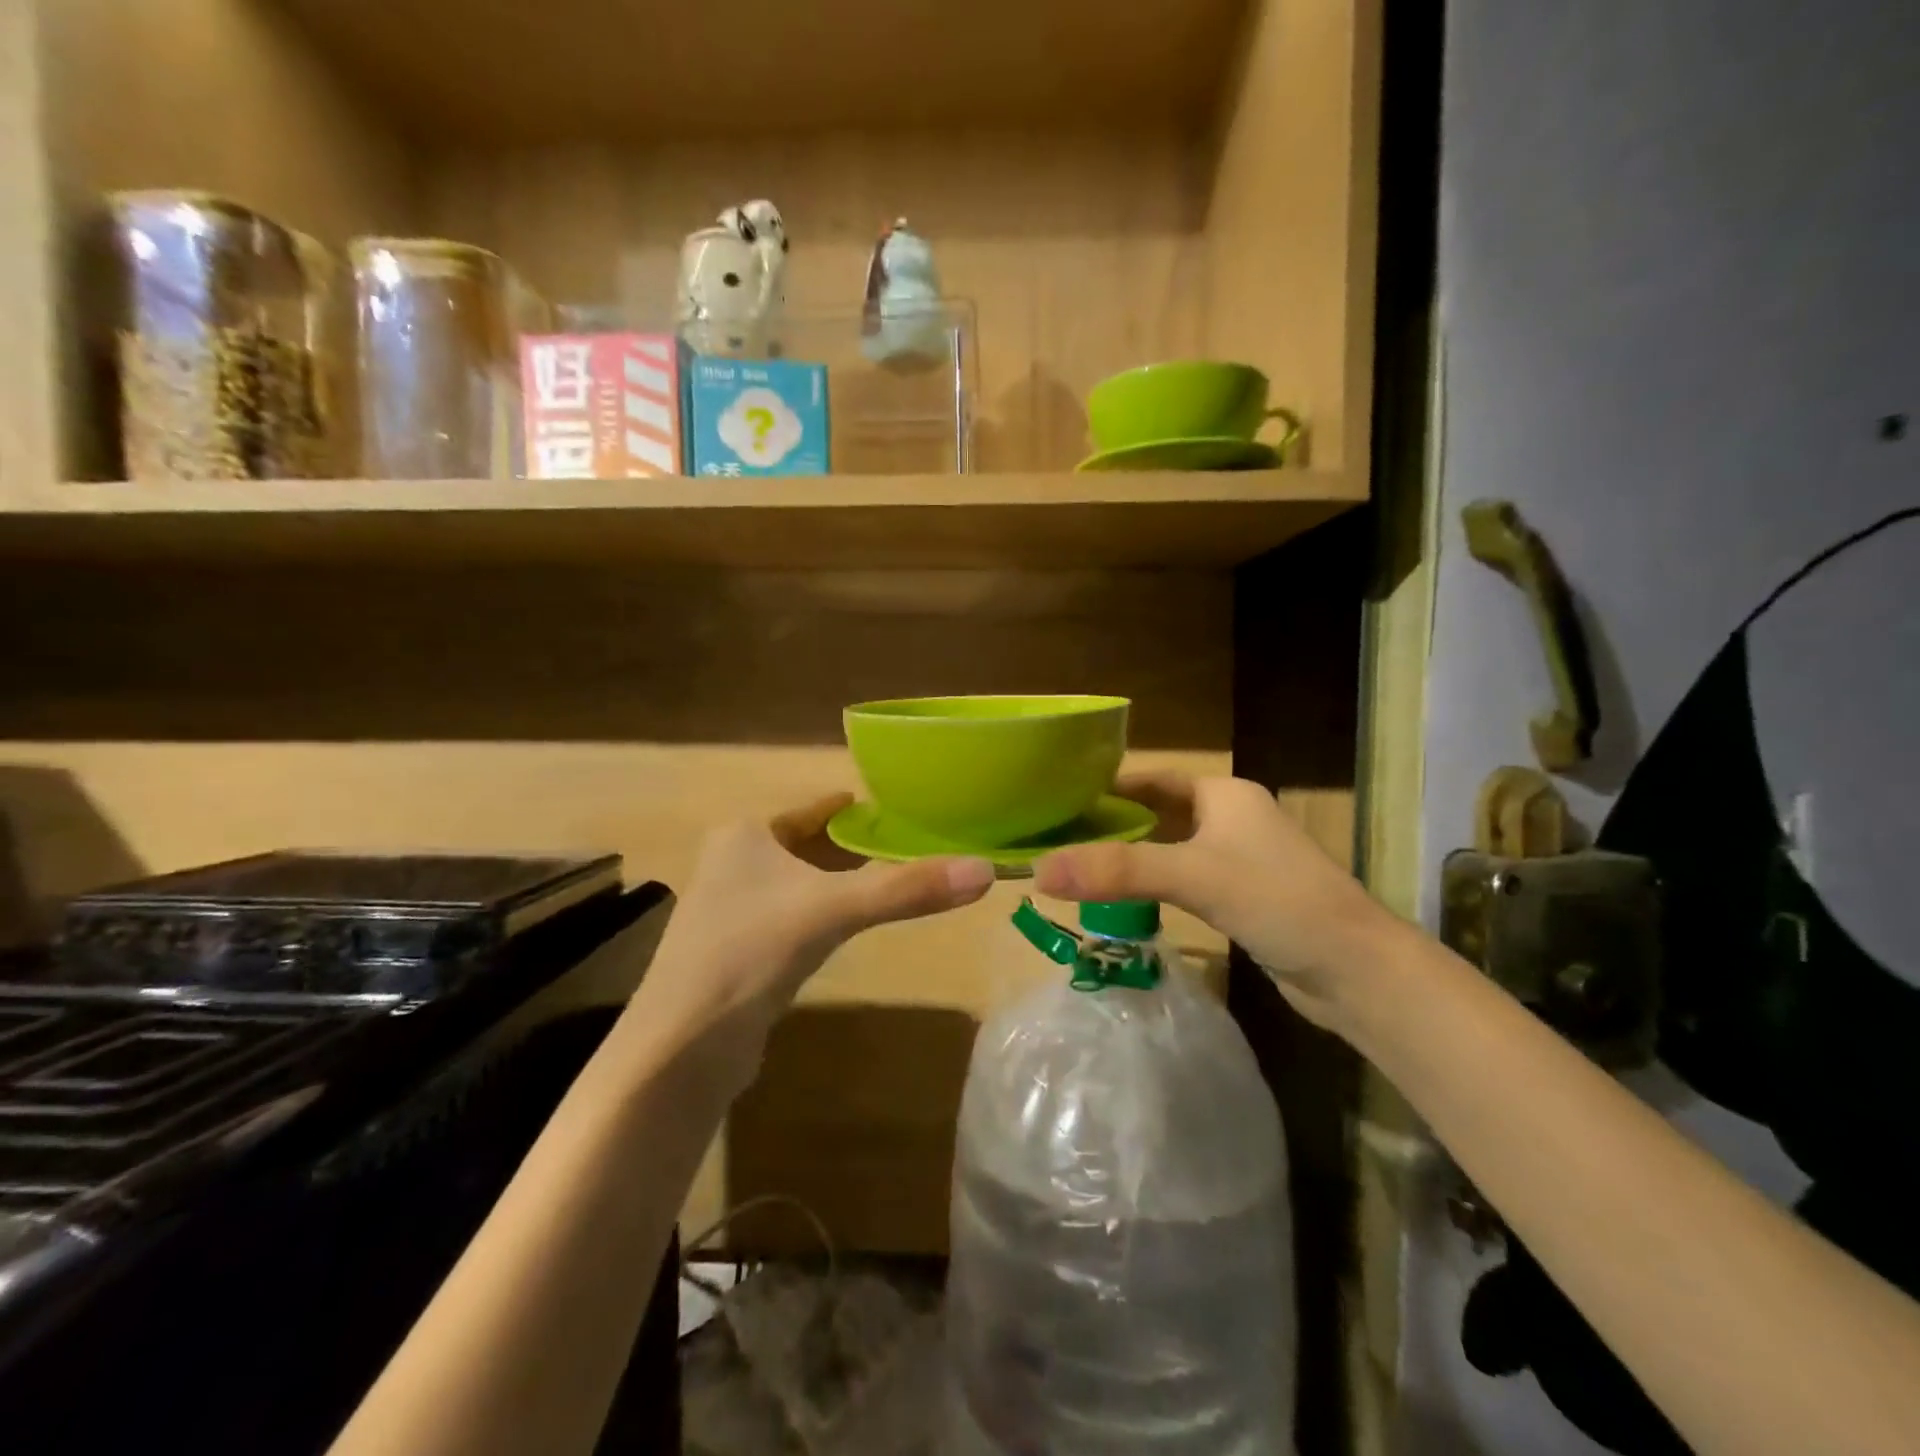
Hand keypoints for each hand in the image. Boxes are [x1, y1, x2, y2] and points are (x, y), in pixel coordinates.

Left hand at [627, 793, 994, 1088]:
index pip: (812, 811)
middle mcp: (732, 862)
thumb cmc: (753, 950)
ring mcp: (730, 909)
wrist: (683, 1045)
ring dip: (839, 880)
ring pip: (800, 882)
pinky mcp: (736, 951)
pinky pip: (792, 916)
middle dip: (852, 846)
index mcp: (745, 834)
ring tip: (890, 877)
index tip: (898, 806)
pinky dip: (824, 912)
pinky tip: (850, 924)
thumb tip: (986, 870)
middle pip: (806, 845)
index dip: (854, 809)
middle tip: (908, 843)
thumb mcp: (835, 909)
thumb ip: (907, 889)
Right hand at [1033, 772, 1400, 1032]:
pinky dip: (1153, 884)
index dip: (1106, 785)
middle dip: (1111, 823)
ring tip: (1078, 866)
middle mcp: (1231, 818)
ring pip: (1170, 848)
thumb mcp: (1193, 876)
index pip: (1151, 779)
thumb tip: (1039, 871)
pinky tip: (1123, 900)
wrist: (1356, 971)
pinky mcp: (1242, 896)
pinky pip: (1184, 879)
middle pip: (1157, 812)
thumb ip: (1118, 871)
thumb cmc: (1278, 901)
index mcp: (1224, 794)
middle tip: (1057, 836)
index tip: (1057, 798)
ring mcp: (1239, 859)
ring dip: (1130, 856)